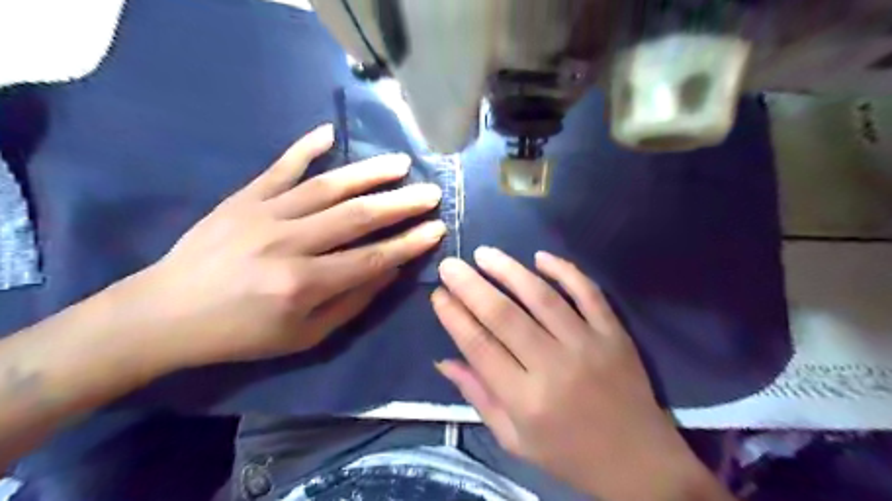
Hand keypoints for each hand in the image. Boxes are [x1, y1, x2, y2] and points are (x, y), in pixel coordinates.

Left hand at [123, 126, 442, 371]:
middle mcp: (288, 244)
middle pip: (357, 217)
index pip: (371, 258)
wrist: (166, 314)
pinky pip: (280, 167)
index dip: (408, 244)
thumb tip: (389, 270)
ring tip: (401, 163)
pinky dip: (305, 147)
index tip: (437, 229)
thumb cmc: (241, 334)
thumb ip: (351, 302)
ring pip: (328, 186)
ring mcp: (264, 214)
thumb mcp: (304, 336)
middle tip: (432, 192)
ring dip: (369, 173)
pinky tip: (328, 132)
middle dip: (401, 204)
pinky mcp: (244, 198)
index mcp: (303, 284)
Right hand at [432, 249, 731, 500]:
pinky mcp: (614, 333)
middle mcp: (554, 367)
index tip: (438, 294)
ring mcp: (588, 345)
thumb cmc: (568, 454)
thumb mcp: (514, 439)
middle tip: (450, 264)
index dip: (454, 317)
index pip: (479, 346)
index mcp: (525, 400)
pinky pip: (588, 292)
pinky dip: (565, 270)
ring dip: (509, 270)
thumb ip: (479, 397)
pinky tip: (540, 256)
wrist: (639, 462)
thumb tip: (443, 361)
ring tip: (484, 253)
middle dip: (471, 285)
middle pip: (504, 315)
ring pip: (542, 296)